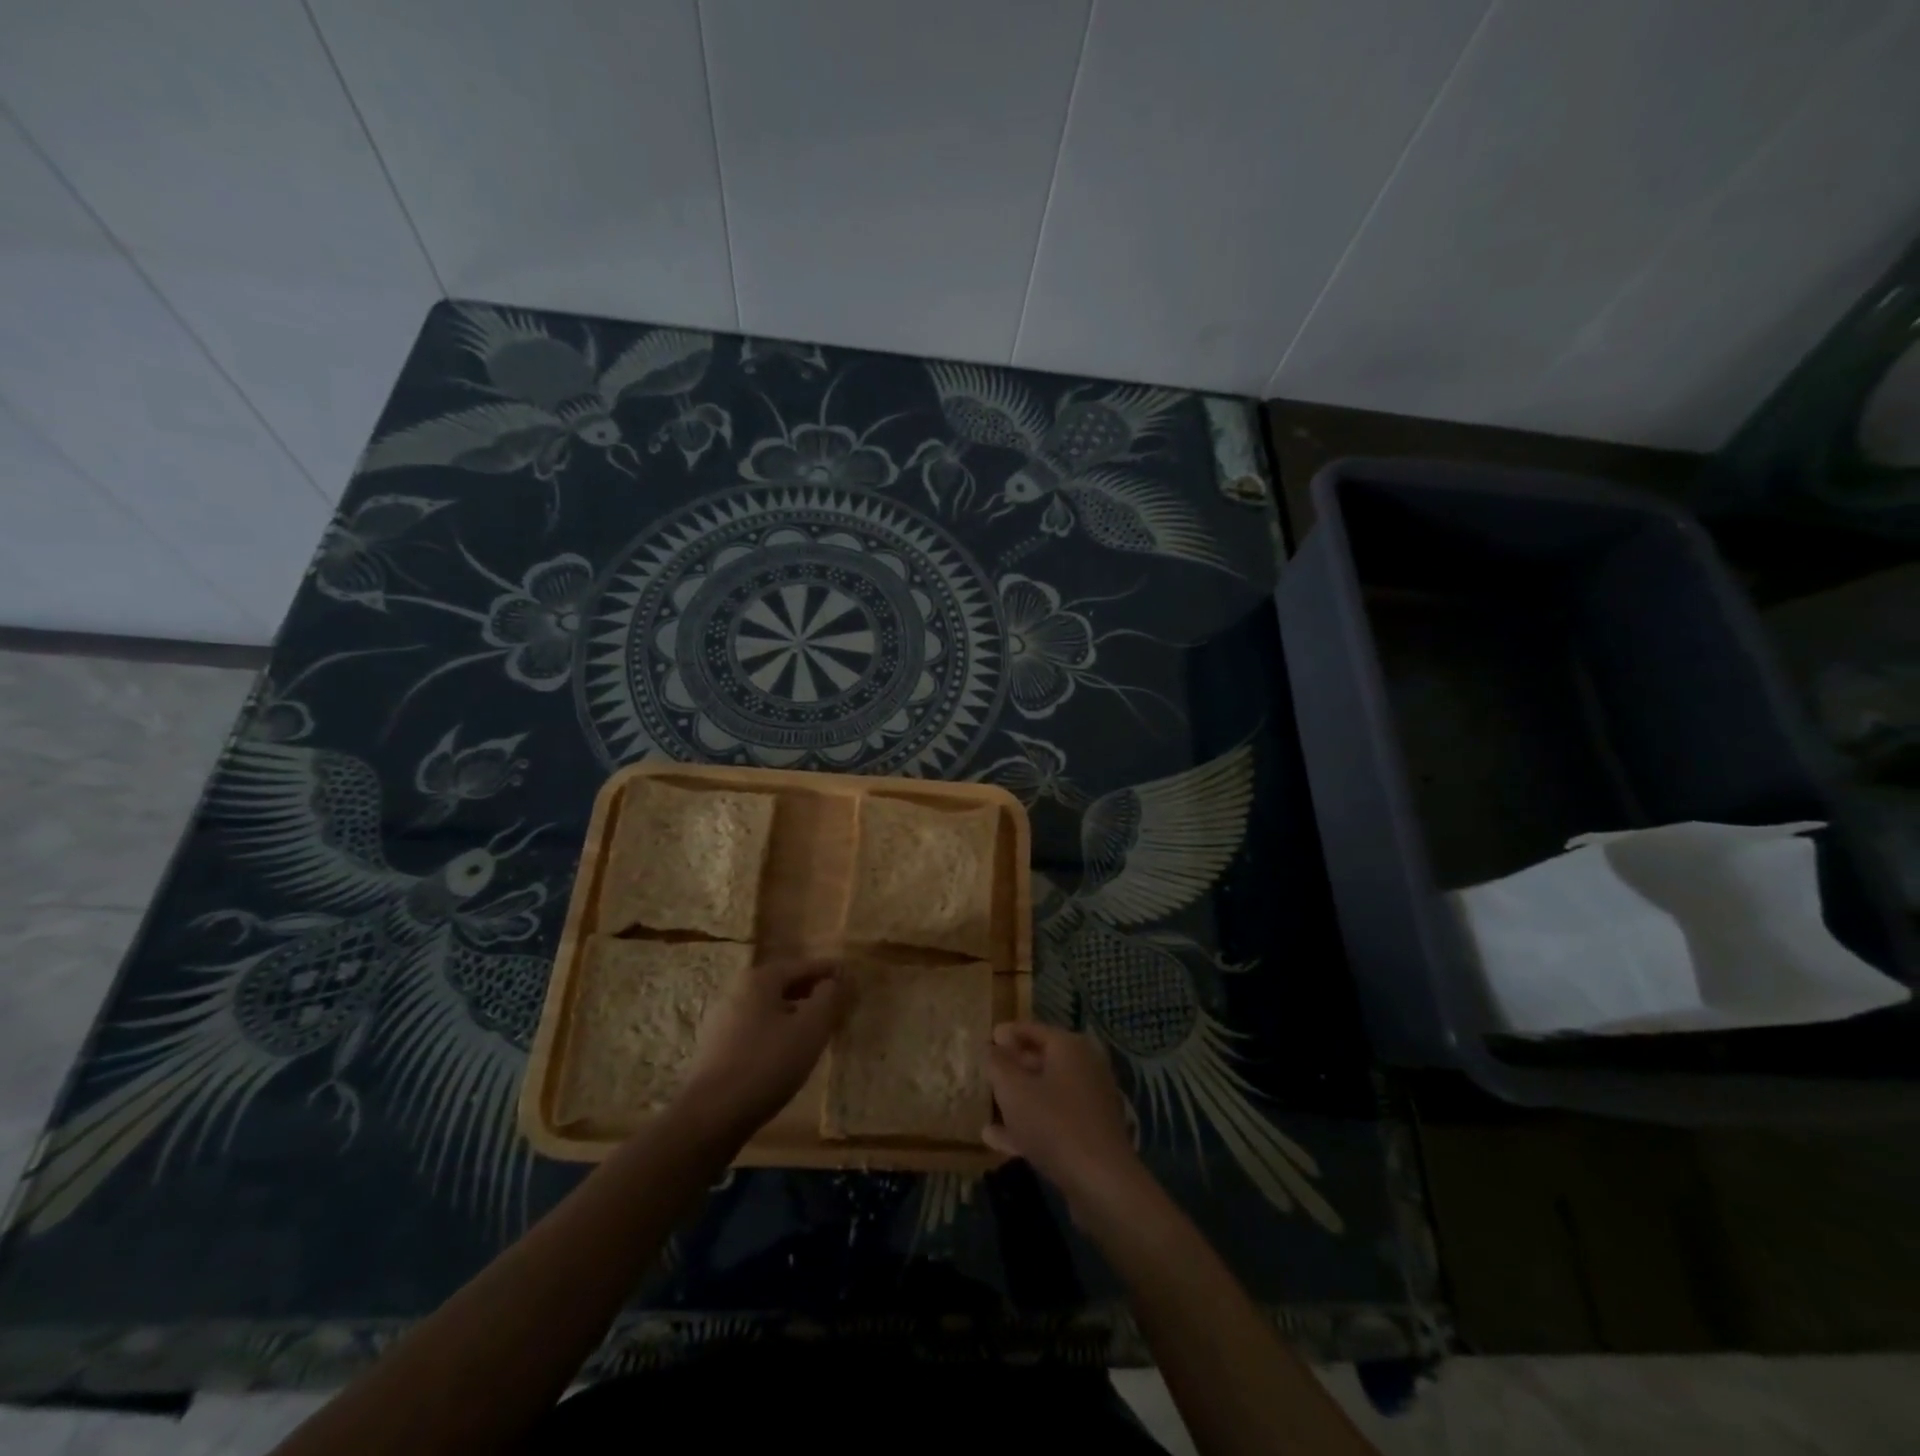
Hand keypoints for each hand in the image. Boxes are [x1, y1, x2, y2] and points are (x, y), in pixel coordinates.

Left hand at [675, 958, 842, 1141]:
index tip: (851, 978)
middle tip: (837, 1003)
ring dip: (795, 1012)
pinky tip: (788, 1050)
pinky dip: (777, 1029)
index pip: (803, 965)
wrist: (712, 1115)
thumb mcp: (810, 1028)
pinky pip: (756, 1027)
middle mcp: (737, 990)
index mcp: (760, 979)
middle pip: (783, 983)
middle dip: (812, 991)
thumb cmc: (767, 1064)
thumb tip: (835, 979)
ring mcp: (722, 1019)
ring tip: (817, 1028)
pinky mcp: (716, 1047)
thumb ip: (828, 998)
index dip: (829, 971)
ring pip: (769, 1007)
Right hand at [983, 1022, 1145, 1218]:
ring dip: (1016, 1099)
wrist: (1101, 1182)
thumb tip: (989, 1047)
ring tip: (986, 1103)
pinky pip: (1052, 1120)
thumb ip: (997, 1064)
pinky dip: (1027, 1124)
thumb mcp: (1013, 1089)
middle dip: (1012, 1066)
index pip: (1033, 1029)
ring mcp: (1089, 1102)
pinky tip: (995, 1139)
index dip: (1007, 1033)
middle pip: (1041, 1059)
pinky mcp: (1089, 1134)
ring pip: (1045, 1092)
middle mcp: (1084, 1067)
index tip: (986, 1038)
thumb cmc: (1053, 1123)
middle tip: (985, 1071)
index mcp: (1070, 1047)